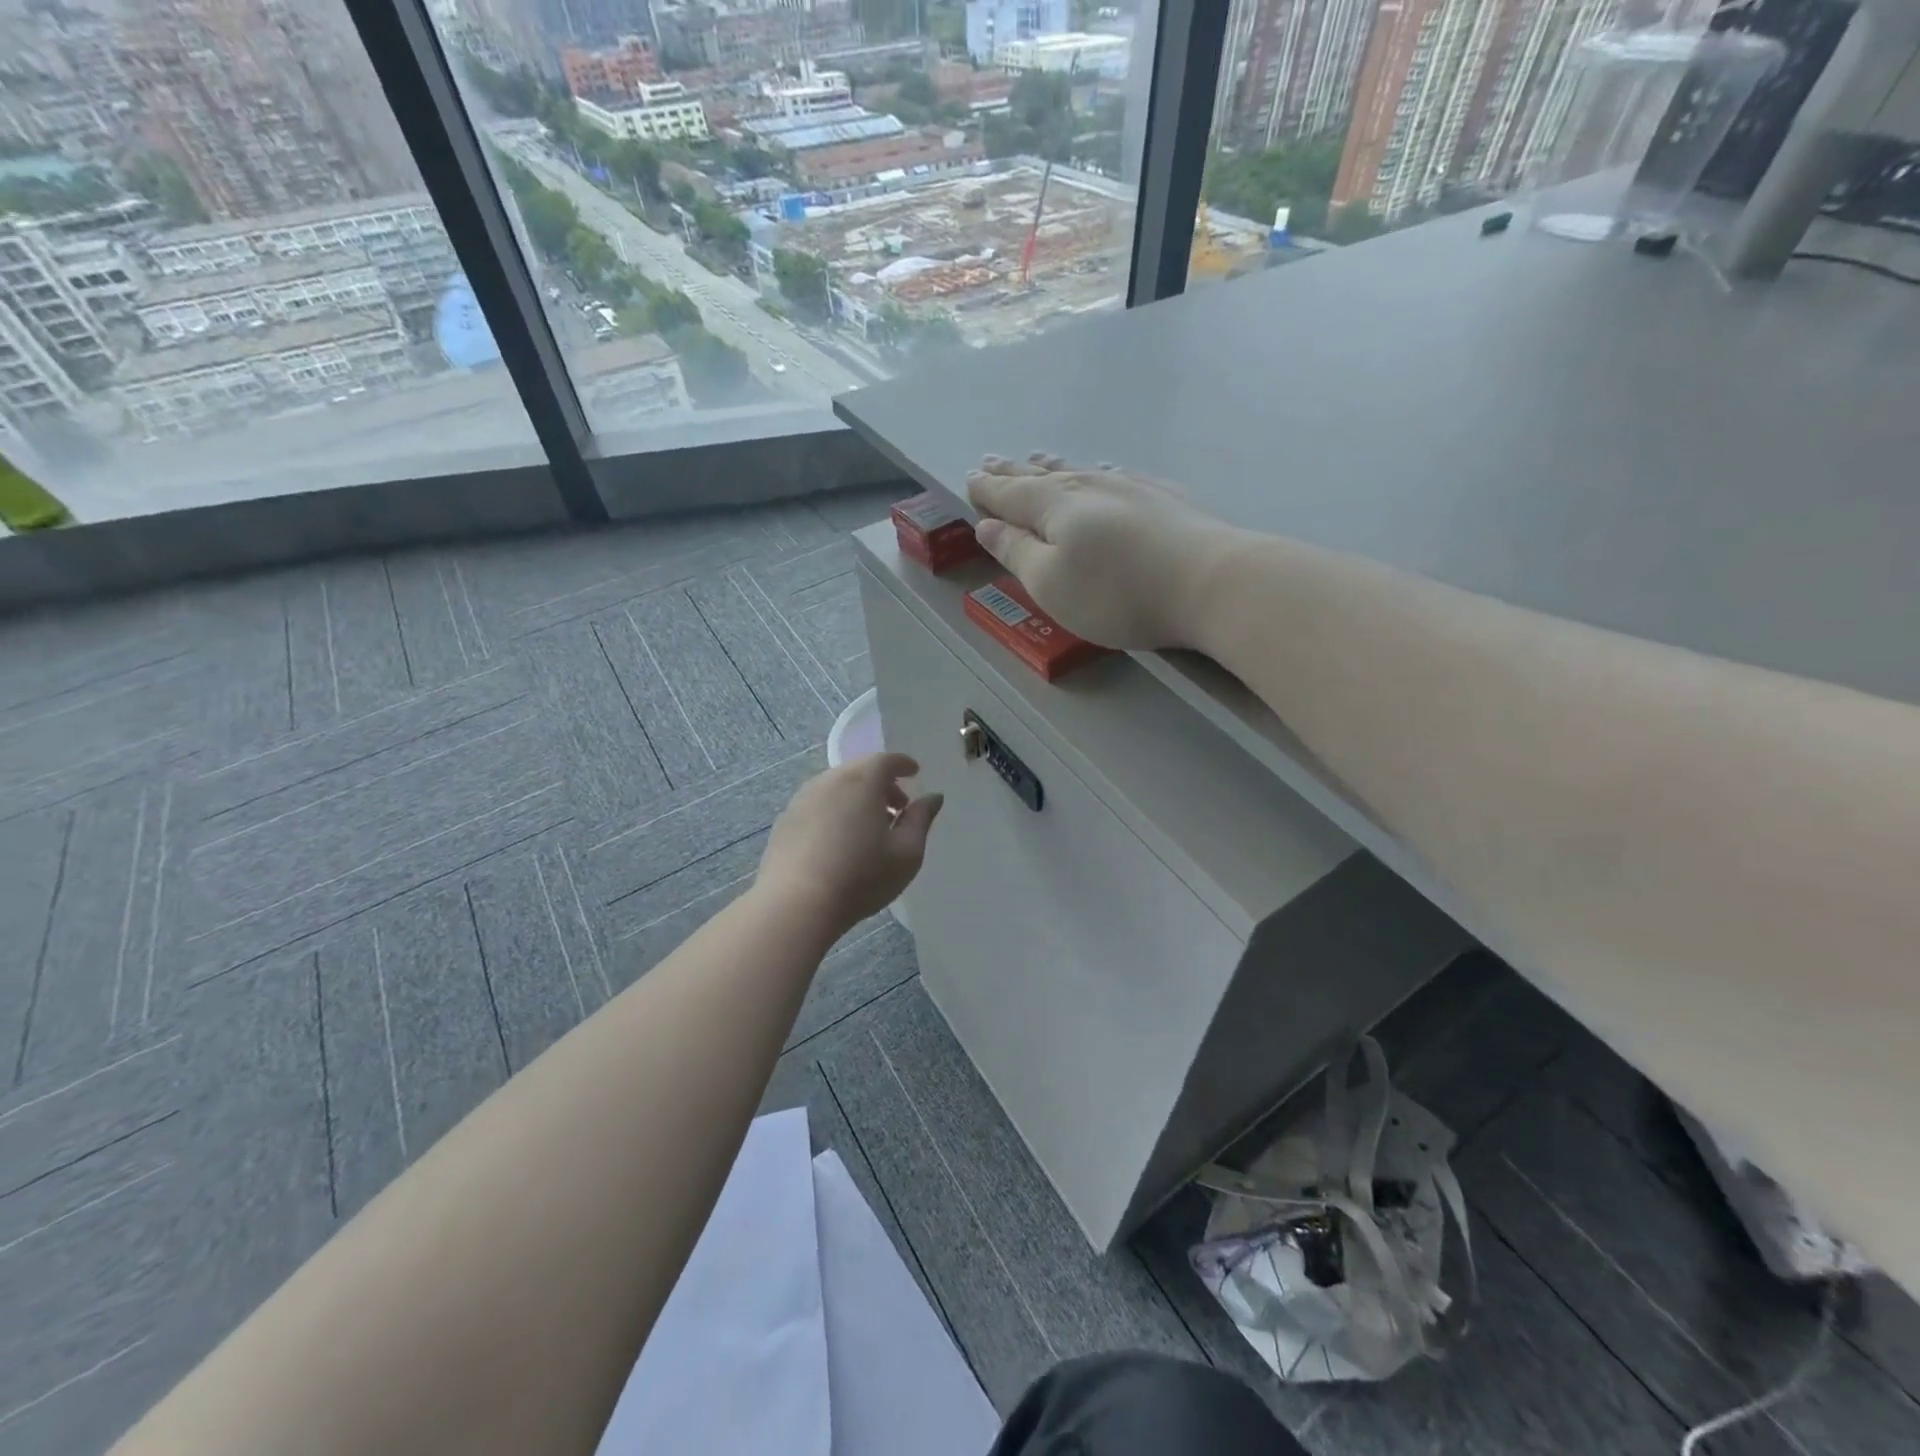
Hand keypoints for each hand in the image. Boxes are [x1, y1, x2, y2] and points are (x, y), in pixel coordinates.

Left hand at [757, 753, 942, 932]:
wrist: (796, 905)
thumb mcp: (907, 852)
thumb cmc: (862, 877)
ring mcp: (802, 800)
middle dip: (881, 783)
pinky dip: (834, 811)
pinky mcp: (784, 821)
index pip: (886, 760)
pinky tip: (839, 841)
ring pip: (836, 787)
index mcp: (862, 781)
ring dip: (856, 798)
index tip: (914, 772)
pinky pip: (817, 805)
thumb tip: (933, 797)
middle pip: (859, 771)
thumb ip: (921, 819)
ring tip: (868, 827)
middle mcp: (829, 781)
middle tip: (897, 808)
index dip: (903, 764)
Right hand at [965, 454, 1236, 650]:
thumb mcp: (1050, 583)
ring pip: (1081, 471)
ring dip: (1054, 466)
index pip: (1010, 493)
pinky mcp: (1165, 499)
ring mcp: (1131, 488)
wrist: (1210, 582)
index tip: (969, 479)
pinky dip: (1099, 473)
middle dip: (1014, 471)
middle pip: (1042, 476)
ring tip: (1038, 458)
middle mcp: (1089, 487)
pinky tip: (1105, 471)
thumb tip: (986, 525)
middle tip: (991, 460)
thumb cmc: (1116, 593)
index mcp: (1054, 507)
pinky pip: (1118, 476)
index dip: (987, 489)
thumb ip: (1015, 553)